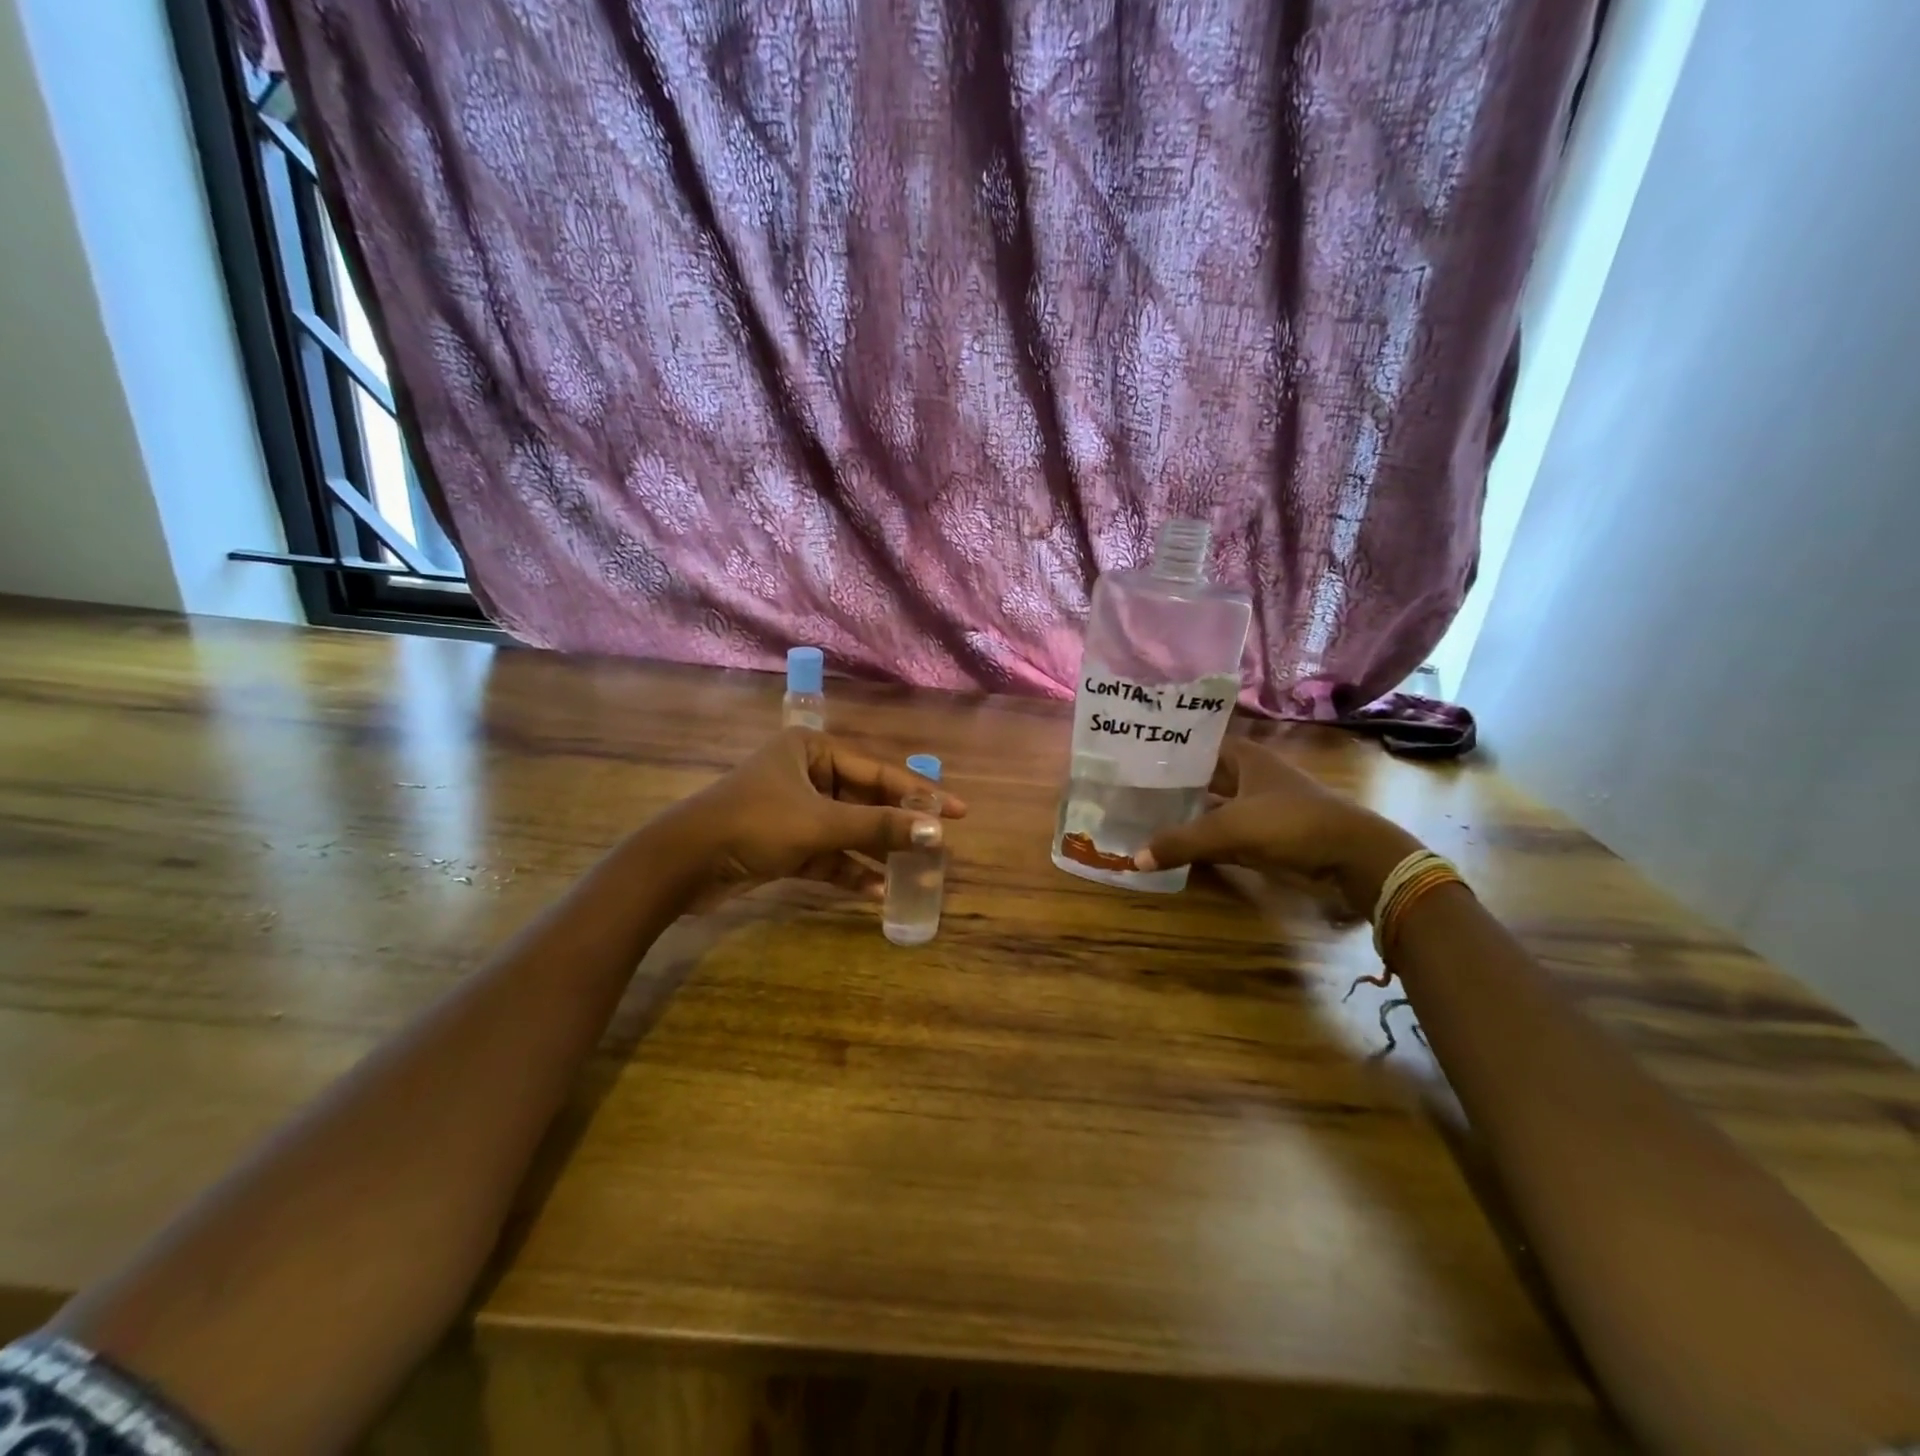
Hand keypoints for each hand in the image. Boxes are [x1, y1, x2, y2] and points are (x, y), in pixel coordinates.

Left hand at [655, 728, 966, 907]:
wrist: (681, 865)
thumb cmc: (753, 824)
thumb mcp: (820, 824)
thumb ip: (878, 828)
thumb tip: (937, 832)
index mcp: (813, 750)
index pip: (878, 771)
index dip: (919, 793)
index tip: (959, 812)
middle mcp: (806, 774)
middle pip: (865, 801)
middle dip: (898, 827)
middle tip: (937, 847)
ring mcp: (795, 811)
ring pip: (848, 830)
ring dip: (877, 852)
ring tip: (916, 873)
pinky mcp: (784, 844)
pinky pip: (828, 854)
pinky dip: (849, 870)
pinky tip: (876, 891)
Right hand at [1134, 738, 1419, 910]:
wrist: (1353, 858)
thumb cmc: (1292, 824)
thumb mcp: (1230, 829)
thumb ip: (1182, 841)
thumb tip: (1134, 858)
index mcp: (1244, 757)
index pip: (1198, 743)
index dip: (1169, 748)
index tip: (1134, 754)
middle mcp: (1249, 776)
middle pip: (1202, 776)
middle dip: (1172, 783)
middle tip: (1130, 788)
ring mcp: (1257, 807)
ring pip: (1211, 805)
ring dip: (1185, 812)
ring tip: (1143, 814)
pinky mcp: (1263, 836)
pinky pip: (1222, 833)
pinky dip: (1201, 838)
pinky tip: (1175, 843)